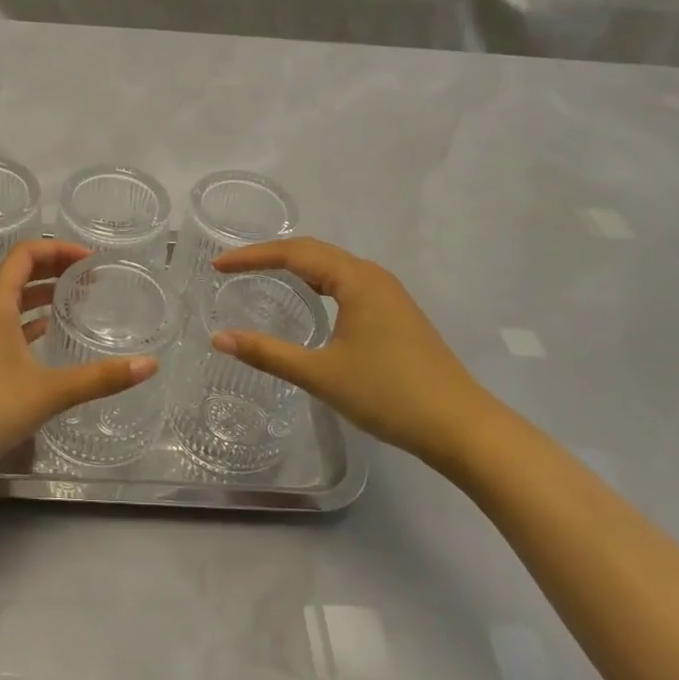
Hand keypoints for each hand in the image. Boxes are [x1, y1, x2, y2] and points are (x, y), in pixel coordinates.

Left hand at [0, 240, 156, 460]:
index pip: (26, 254)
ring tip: (76, 300)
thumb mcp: (50, 391)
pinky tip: (47, 334)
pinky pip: (5, 324)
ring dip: (42, 294)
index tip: (90, 260)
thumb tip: (150, 364)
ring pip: (12, 300)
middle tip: (90, 278)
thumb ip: (100, 378)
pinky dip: (29, 321)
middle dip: (54, 269)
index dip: (58, 249)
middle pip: (19, 273)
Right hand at [211, 238, 497, 470]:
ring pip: (333, 268)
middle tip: (232, 268)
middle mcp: (373, 276)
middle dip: (270, 256)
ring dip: (295, 267)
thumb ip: (267, 353)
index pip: (294, 253)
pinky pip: (346, 284)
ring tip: (261, 276)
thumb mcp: (321, 374)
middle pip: (314, 252)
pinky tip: (308, 302)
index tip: (218, 266)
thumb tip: (219, 338)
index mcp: (356, 279)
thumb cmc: (388, 394)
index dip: (252, 256)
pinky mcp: (396, 314)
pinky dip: (317, 283)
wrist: (460, 427)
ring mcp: (389, 294)